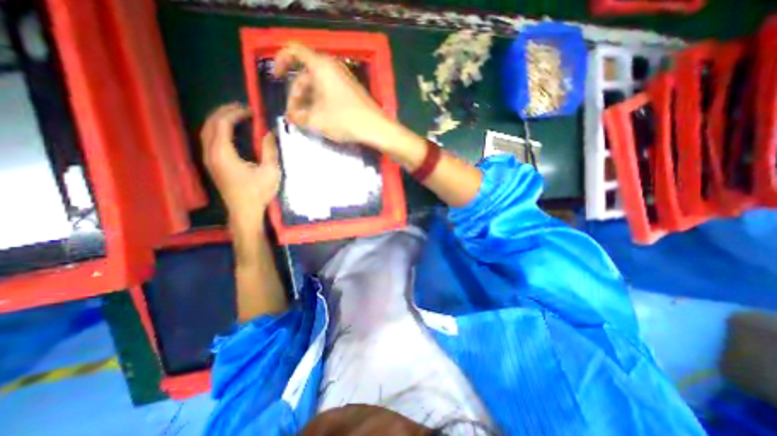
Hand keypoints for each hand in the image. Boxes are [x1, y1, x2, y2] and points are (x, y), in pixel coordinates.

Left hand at [201, 102, 281, 230]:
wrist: (244, 211)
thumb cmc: (258, 193)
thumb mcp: (270, 171)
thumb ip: (270, 150)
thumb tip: (269, 133)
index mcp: (223, 153)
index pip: (223, 124)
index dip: (236, 113)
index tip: (251, 111)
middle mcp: (211, 153)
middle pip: (210, 124)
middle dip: (224, 112)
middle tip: (242, 108)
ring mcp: (209, 159)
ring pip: (207, 131)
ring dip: (219, 120)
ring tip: (235, 115)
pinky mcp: (212, 164)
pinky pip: (209, 139)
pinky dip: (217, 130)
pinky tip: (229, 131)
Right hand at [274, 43, 395, 147]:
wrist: (375, 127)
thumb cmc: (345, 119)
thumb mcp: (317, 120)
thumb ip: (300, 117)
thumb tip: (291, 117)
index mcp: (321, 66)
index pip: (294, 51)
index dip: (281, 61)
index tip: (276, 77)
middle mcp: (332, 68)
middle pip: (305, 75)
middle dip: (296, 94)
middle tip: (294, 115)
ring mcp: (343, 80)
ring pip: (318, 86)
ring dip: (308, 101)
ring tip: (305, 120)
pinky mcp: (350, 91)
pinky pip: (329, 92)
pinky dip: (320, 102)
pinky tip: (319, 118)